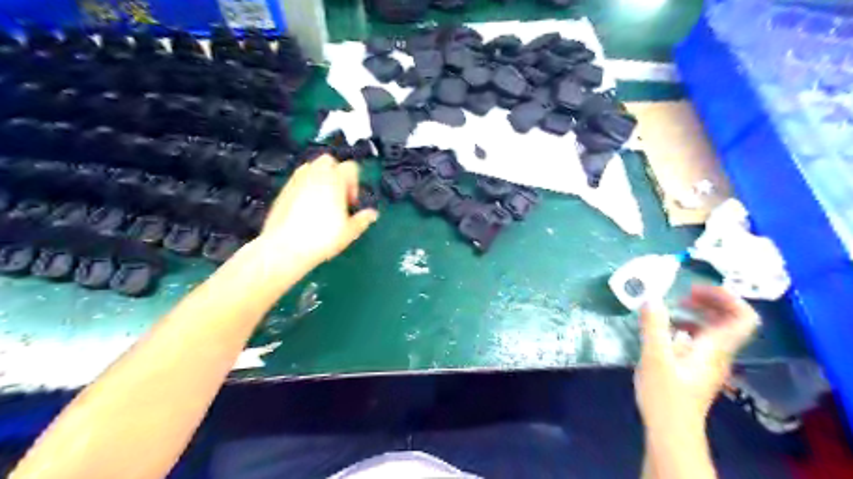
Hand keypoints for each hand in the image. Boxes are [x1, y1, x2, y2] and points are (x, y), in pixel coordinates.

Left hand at [250, 156, 375, 270]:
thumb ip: (363, 219)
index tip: (352, 202)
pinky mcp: (283, 189)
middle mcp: (315, 174)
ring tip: (323, 201)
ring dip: (320, 178)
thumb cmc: (321, 238)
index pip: (351, 167)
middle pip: (329, 161)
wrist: (285, 248)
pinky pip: (299, 179)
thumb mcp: (349, 232)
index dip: (355, 184)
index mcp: (335, 180)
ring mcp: (297, 180)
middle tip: (338, 197)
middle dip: (336, 174)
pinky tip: (307, 208)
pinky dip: (306, 186)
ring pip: (312, 167)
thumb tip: (372, 214)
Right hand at [633, 286, 758, 435]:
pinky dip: (687, 327)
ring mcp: (708, 362)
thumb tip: (651, 297)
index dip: (727, 297)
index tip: (696, 289)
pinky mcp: (696, 369)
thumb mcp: (654, 357)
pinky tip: (665, 330)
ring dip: (697, 313)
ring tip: (672, 308)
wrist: (671, 430)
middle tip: (682, 294)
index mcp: (715, 348)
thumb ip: (653, 325)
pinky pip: (701, 340)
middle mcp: (718, 353)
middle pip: (730, 321)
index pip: (743, 318)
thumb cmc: (665, 394)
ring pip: (715, 330)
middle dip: (709, 301)